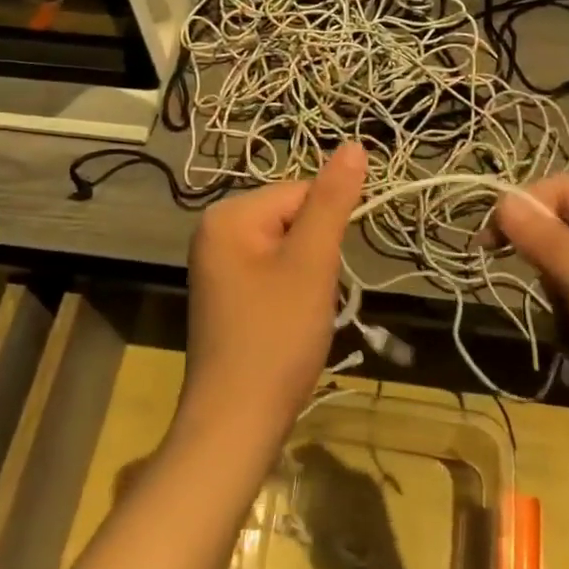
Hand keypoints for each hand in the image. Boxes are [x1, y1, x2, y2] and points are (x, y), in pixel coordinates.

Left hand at [174, 143, 367, 460]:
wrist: (234, 424)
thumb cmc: (275, 338)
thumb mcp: (310, 263)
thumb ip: (332, 201)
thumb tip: (353, 144)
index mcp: (228, 215)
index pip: (299, 192)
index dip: (326, 229)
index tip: (326, 272)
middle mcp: (215, 231)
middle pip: (290, 218)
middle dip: (315, 254)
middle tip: (312, 298)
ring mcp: (216, 265)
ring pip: (285, 248)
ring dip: (307, 274)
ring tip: (301, 314)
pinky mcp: (225, 293)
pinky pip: (271, 271)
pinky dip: (291, 291)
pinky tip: (288, 323)